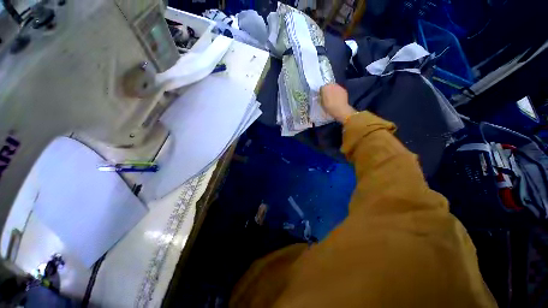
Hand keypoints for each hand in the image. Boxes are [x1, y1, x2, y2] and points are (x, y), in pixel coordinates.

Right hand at [320, 83, 356, 122]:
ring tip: (333, 96)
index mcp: (325, 88)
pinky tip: (338, 98)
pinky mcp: (344, 90)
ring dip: (333, 90)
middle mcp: (332, 85)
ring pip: (334, 86)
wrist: (340, 110)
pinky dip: (338, 92)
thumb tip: (320, 94)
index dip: (321, 91)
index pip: (322, 87)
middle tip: (327, 95)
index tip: (321, 95)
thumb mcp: (322, 103)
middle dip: (328, 89)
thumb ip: (321, 97)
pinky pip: (339, 89)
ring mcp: (339, 87)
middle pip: (329, 85)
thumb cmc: (329, 107)